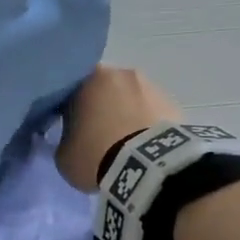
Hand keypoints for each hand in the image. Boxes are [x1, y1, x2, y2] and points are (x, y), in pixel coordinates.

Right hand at [57, 66, 182, 191]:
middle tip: (98, 135)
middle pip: (106, 90)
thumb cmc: (96, 155)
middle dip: (102, 108)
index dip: (70, 108)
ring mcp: (151, 86)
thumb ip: (65, 141)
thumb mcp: (65, 156)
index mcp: (88, 78)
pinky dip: (147, 126)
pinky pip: (152, 114)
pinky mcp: (174, 104)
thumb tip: (72, 140)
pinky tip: (144, 148)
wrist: (147, 166)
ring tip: (125, 144)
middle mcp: (121, 73)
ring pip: (132, 99)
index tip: (70, 126)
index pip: (72, 88)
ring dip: (127, 115)